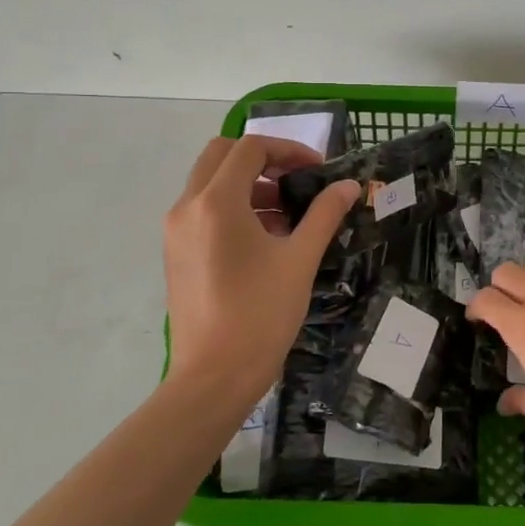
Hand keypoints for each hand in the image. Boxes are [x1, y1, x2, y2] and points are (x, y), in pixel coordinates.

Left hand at [164, 135, 358, 401]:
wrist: (214, 377)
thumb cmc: (260, 315)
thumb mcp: (300, 260)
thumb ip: (324, 214)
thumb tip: (349, 186)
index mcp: (217, 203)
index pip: (250, 148)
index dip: (288, 150)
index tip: (317, 170)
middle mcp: (187, 207)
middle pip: (221, 154)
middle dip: (262, 159)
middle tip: (295, 181)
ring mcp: (175, 230)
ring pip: (209, 182)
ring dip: (247, 183)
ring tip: (285, 215)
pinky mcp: (175, 252)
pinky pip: (202, 209)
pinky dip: (232, 206)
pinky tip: (263, 239)